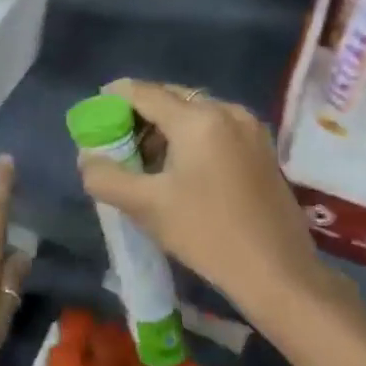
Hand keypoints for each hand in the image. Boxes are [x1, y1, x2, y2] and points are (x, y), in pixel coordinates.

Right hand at [77, 79, 325, 319]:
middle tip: (119, 142)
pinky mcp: (262, 148)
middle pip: (171, 97)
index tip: (95, 113)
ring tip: (147, 161)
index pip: (144, 92)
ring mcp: (249, 127)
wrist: (279, 274)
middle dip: (140, 115)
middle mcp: (226, 110)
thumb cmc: (208, 235)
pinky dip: (191, 137)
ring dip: (166, 128)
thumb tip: (87, 158)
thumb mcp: (147, 207)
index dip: (114, 98)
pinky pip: (215, 127)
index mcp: (198, 118)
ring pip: (194, 112)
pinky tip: (181, 169)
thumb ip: (106, 177)